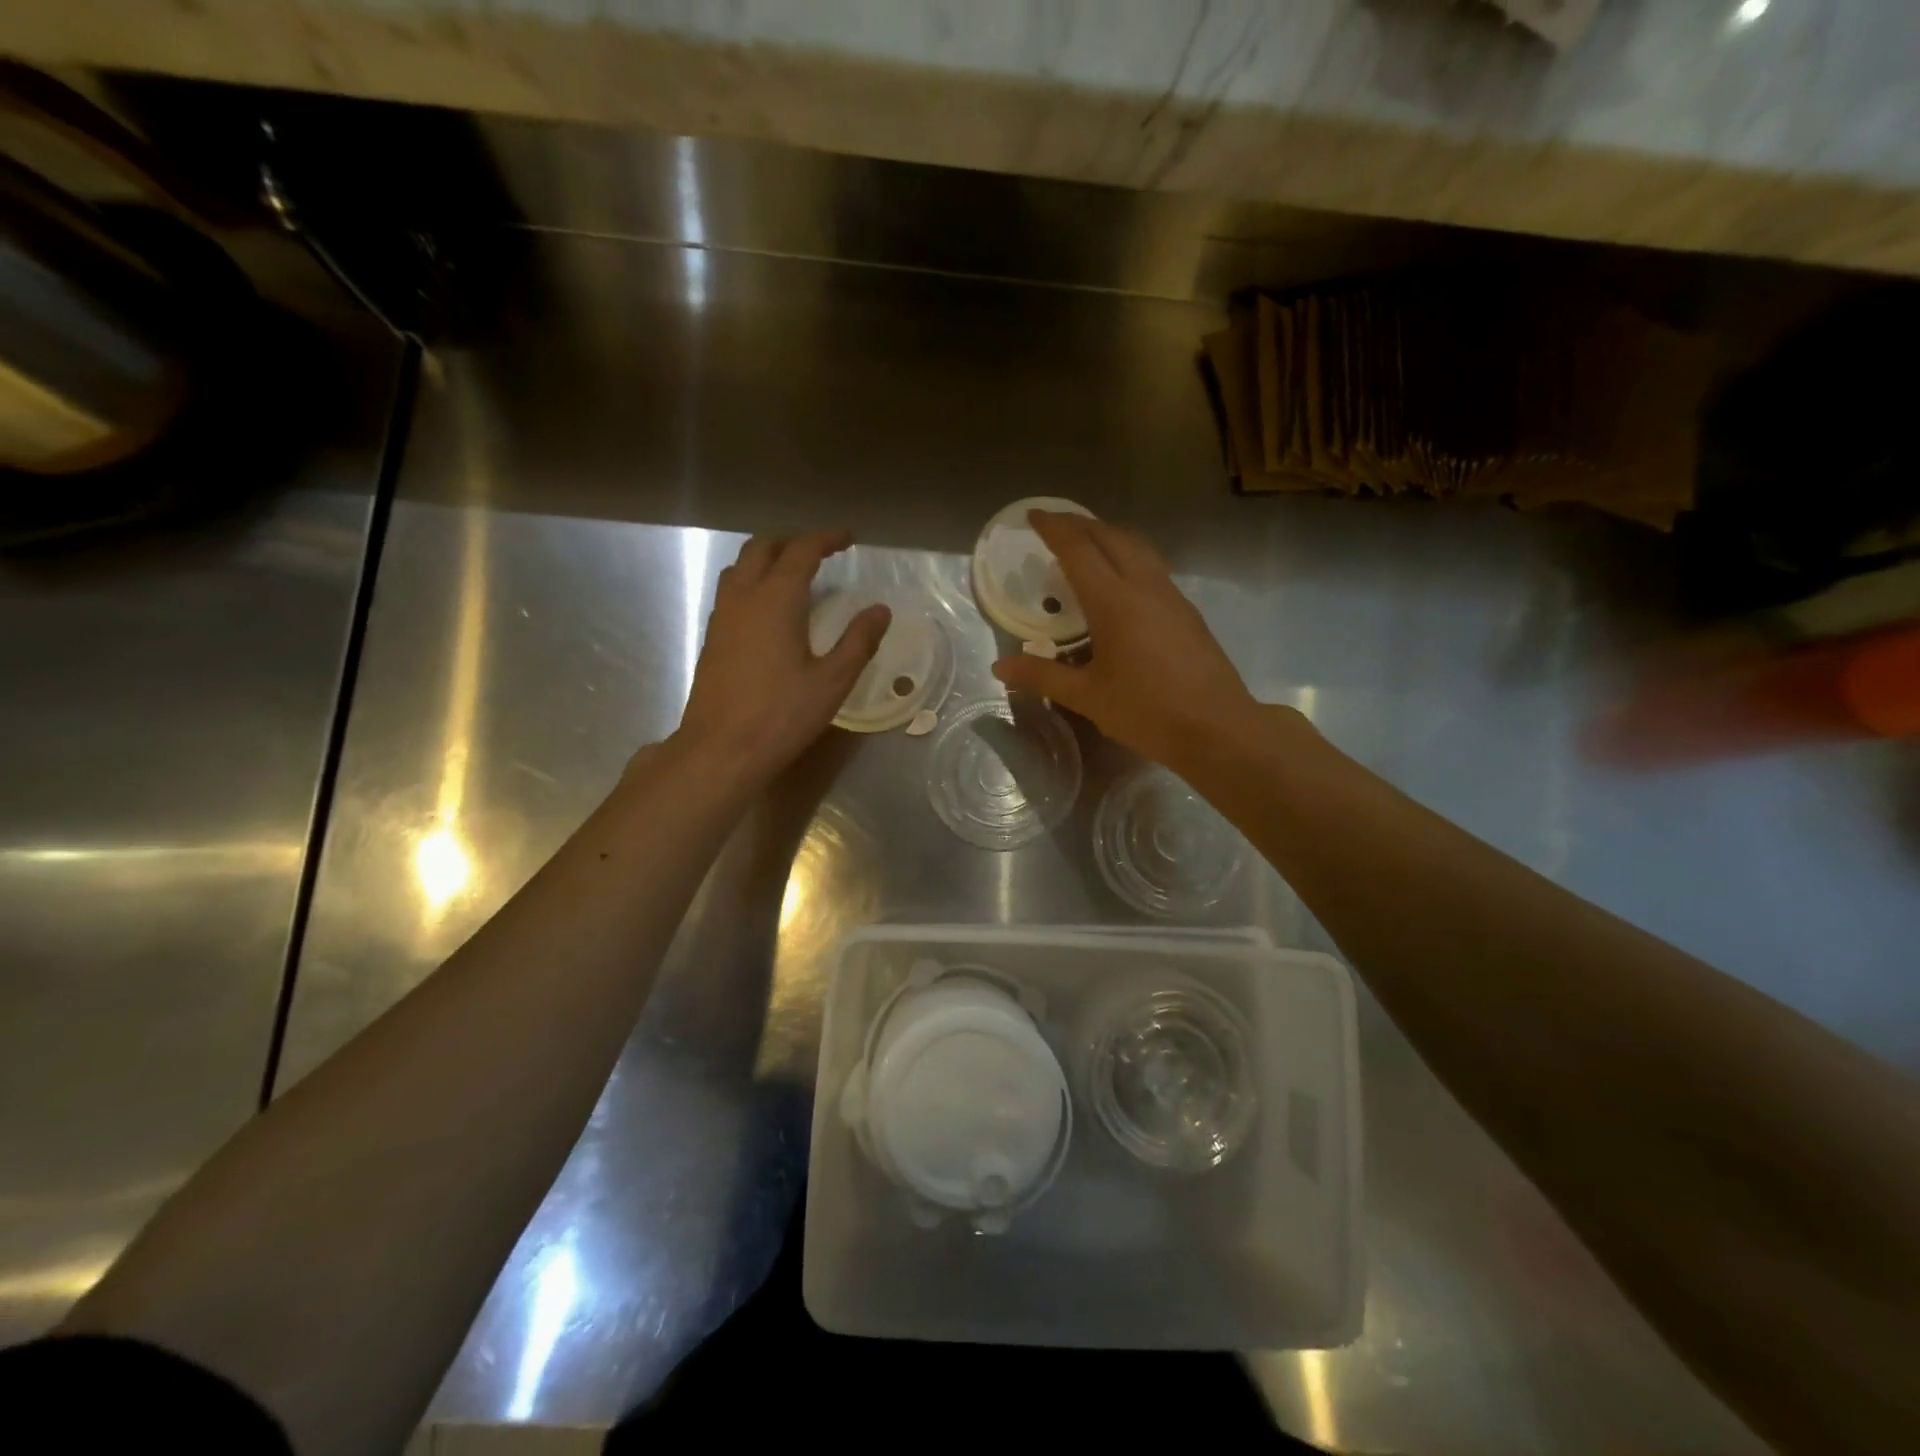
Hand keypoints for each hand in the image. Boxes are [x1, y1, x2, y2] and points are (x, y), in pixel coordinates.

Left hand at [674, 531, 889, 780]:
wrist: (721, 749)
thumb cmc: (782, 715)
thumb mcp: (832, 681)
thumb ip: (858, 641)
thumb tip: (880, 610)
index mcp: (776, 600)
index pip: (801, 550)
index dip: (825, 538)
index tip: (848, 538)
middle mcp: (744, 597)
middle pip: (762, 548)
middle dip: (792, 542)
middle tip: (821, 552)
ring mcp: (722, 616)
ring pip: (740, 566)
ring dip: (767, 559)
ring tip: (794, 574)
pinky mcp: (712, 637)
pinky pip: (731, 591)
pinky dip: (752, 582)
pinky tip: (769, 610)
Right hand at [991, 511, 1265, 768]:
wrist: (1217, 728)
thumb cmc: (1147, 712)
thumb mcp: (1088, 697)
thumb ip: (1043, 676)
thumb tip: (1000, 667)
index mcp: (1115, 603)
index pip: (1079, 550)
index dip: (1054, 528)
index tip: (1033, 515)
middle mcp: (1145, 587)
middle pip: (1111, 537)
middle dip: (1080, 524)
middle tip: (1055, 525)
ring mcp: (1171, 596)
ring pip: (1138, 548)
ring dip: (1108, 536)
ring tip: (1086, 544)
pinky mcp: (1187, 612)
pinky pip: (1152, 567)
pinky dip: (1128, 557)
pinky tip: (1120, 581)